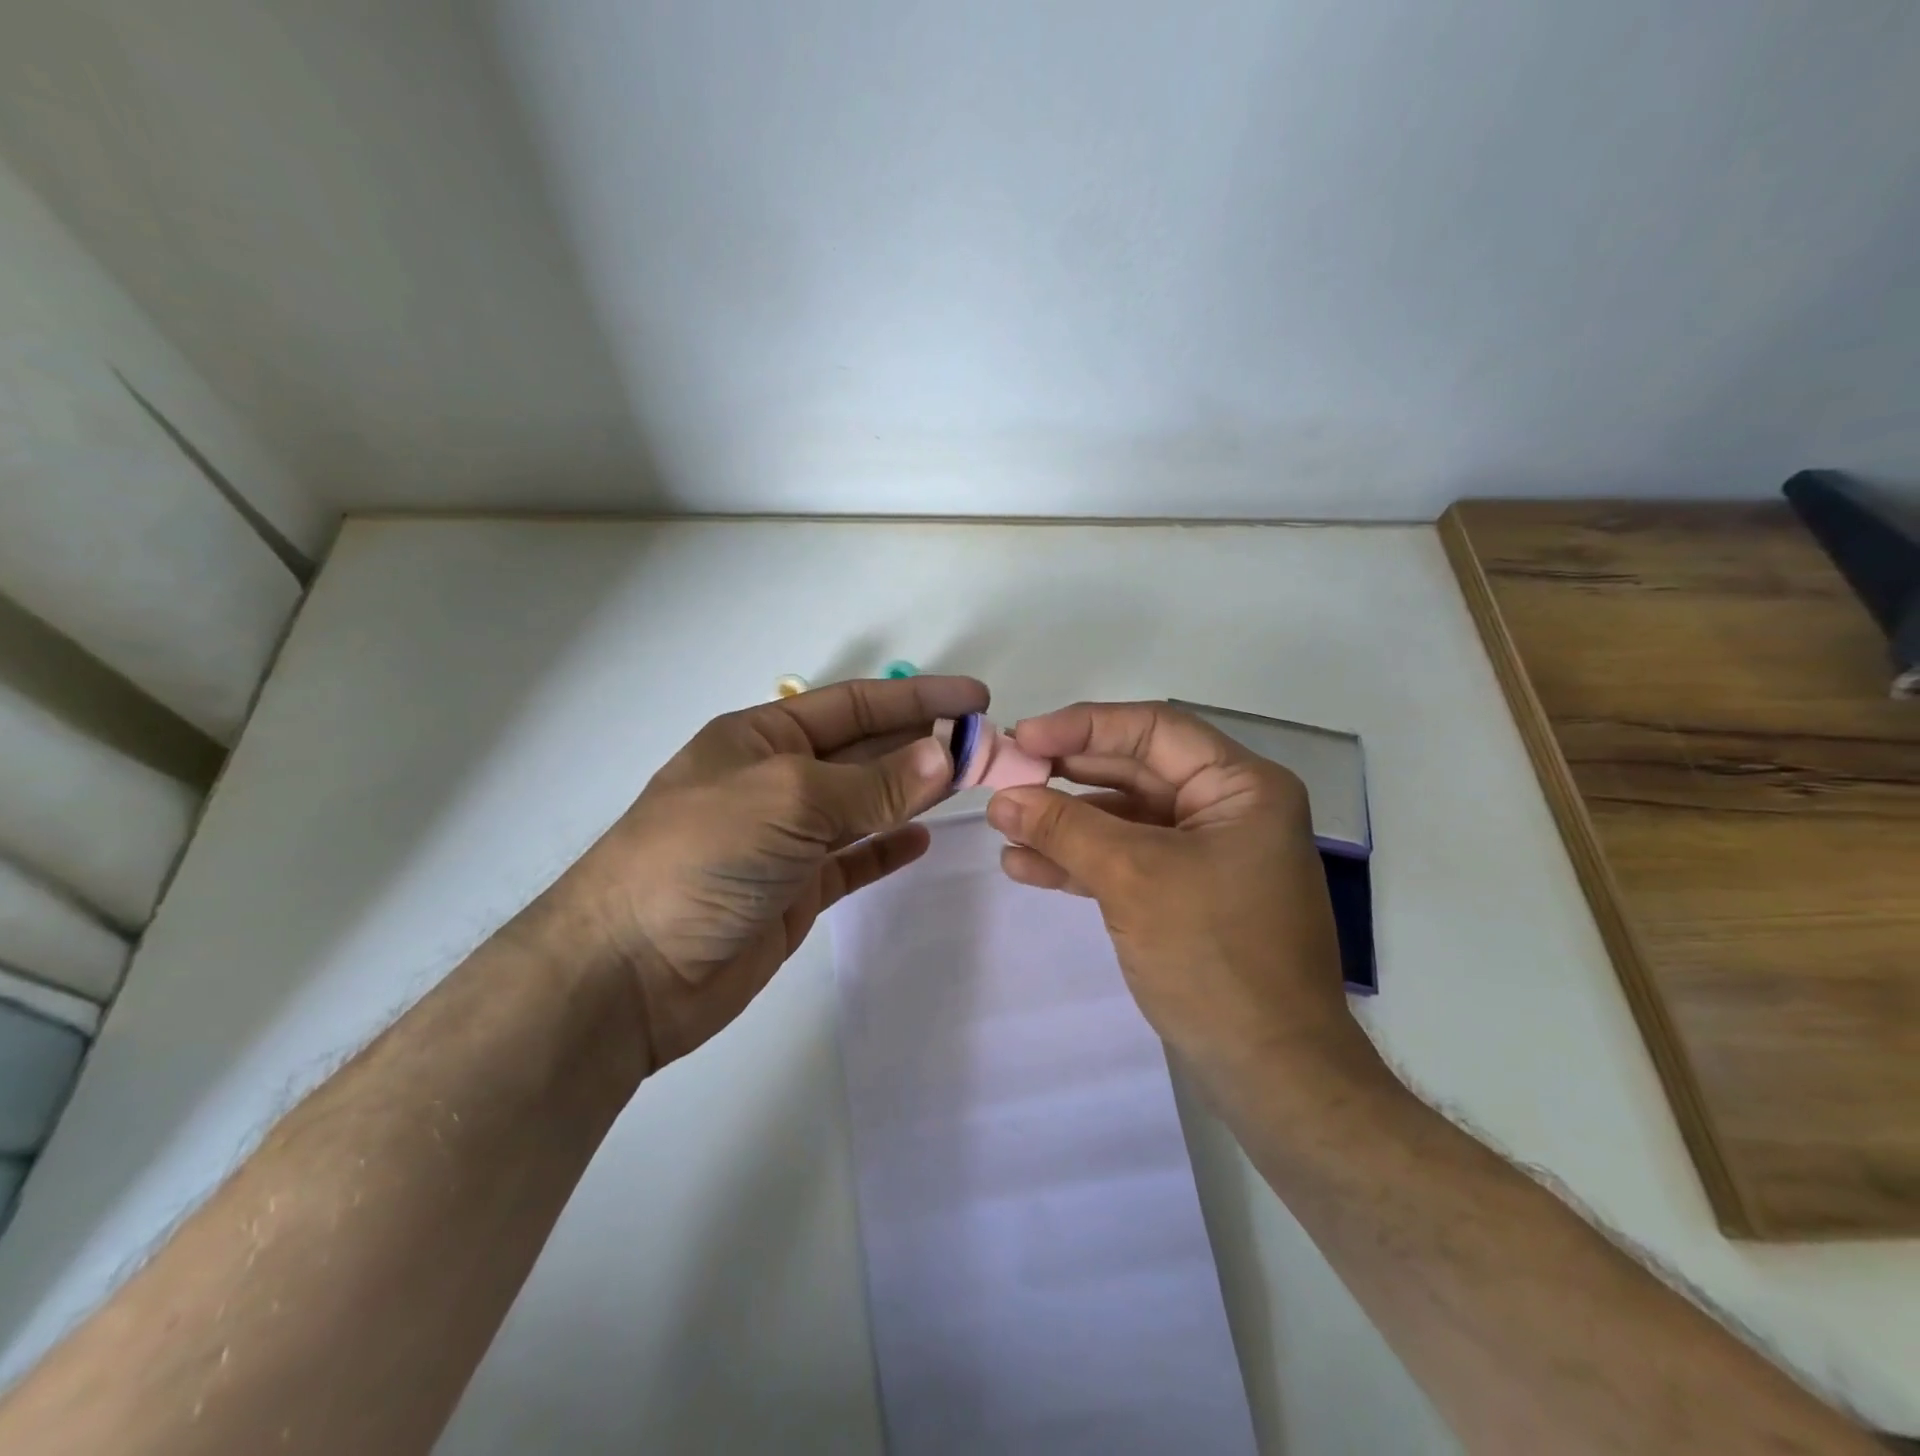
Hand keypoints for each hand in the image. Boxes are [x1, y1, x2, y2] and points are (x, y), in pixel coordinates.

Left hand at [529, 676, 987, 1072]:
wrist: (629, 973)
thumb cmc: (701, 857)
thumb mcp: (788, 801)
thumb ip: (872, 784)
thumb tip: (944, 759)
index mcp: (762, 738)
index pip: (854, 705)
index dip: (917, 698)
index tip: (976, 699)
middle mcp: (775, 781)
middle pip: (864, 753)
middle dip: (924, 745)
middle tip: (989, 747)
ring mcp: (785, 839)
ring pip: (864, 805)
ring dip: (914, 792)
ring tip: (970, 783)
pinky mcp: (793, 891)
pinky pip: (852, 859)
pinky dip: (886, 848)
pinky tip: (922, 839)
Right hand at [985, 700, 1387, 1104]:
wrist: (1271, 1073)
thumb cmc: (1215, 956)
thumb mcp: (1134, 878)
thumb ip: (1065, 829)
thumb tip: (1002, 797)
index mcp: (1241, 787)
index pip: (1154, 730)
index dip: (1084, 726)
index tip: (1023, 737)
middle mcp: (1227, 810)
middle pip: (1135, 772)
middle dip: (1067, 775)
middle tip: (1006, 773)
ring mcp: (1206, 856)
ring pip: (1124, 819)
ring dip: (1065, 822)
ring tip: (1003, 824)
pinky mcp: (1186, 896)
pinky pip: (1126, 861)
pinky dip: (1080, 862)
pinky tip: (1026, 866)